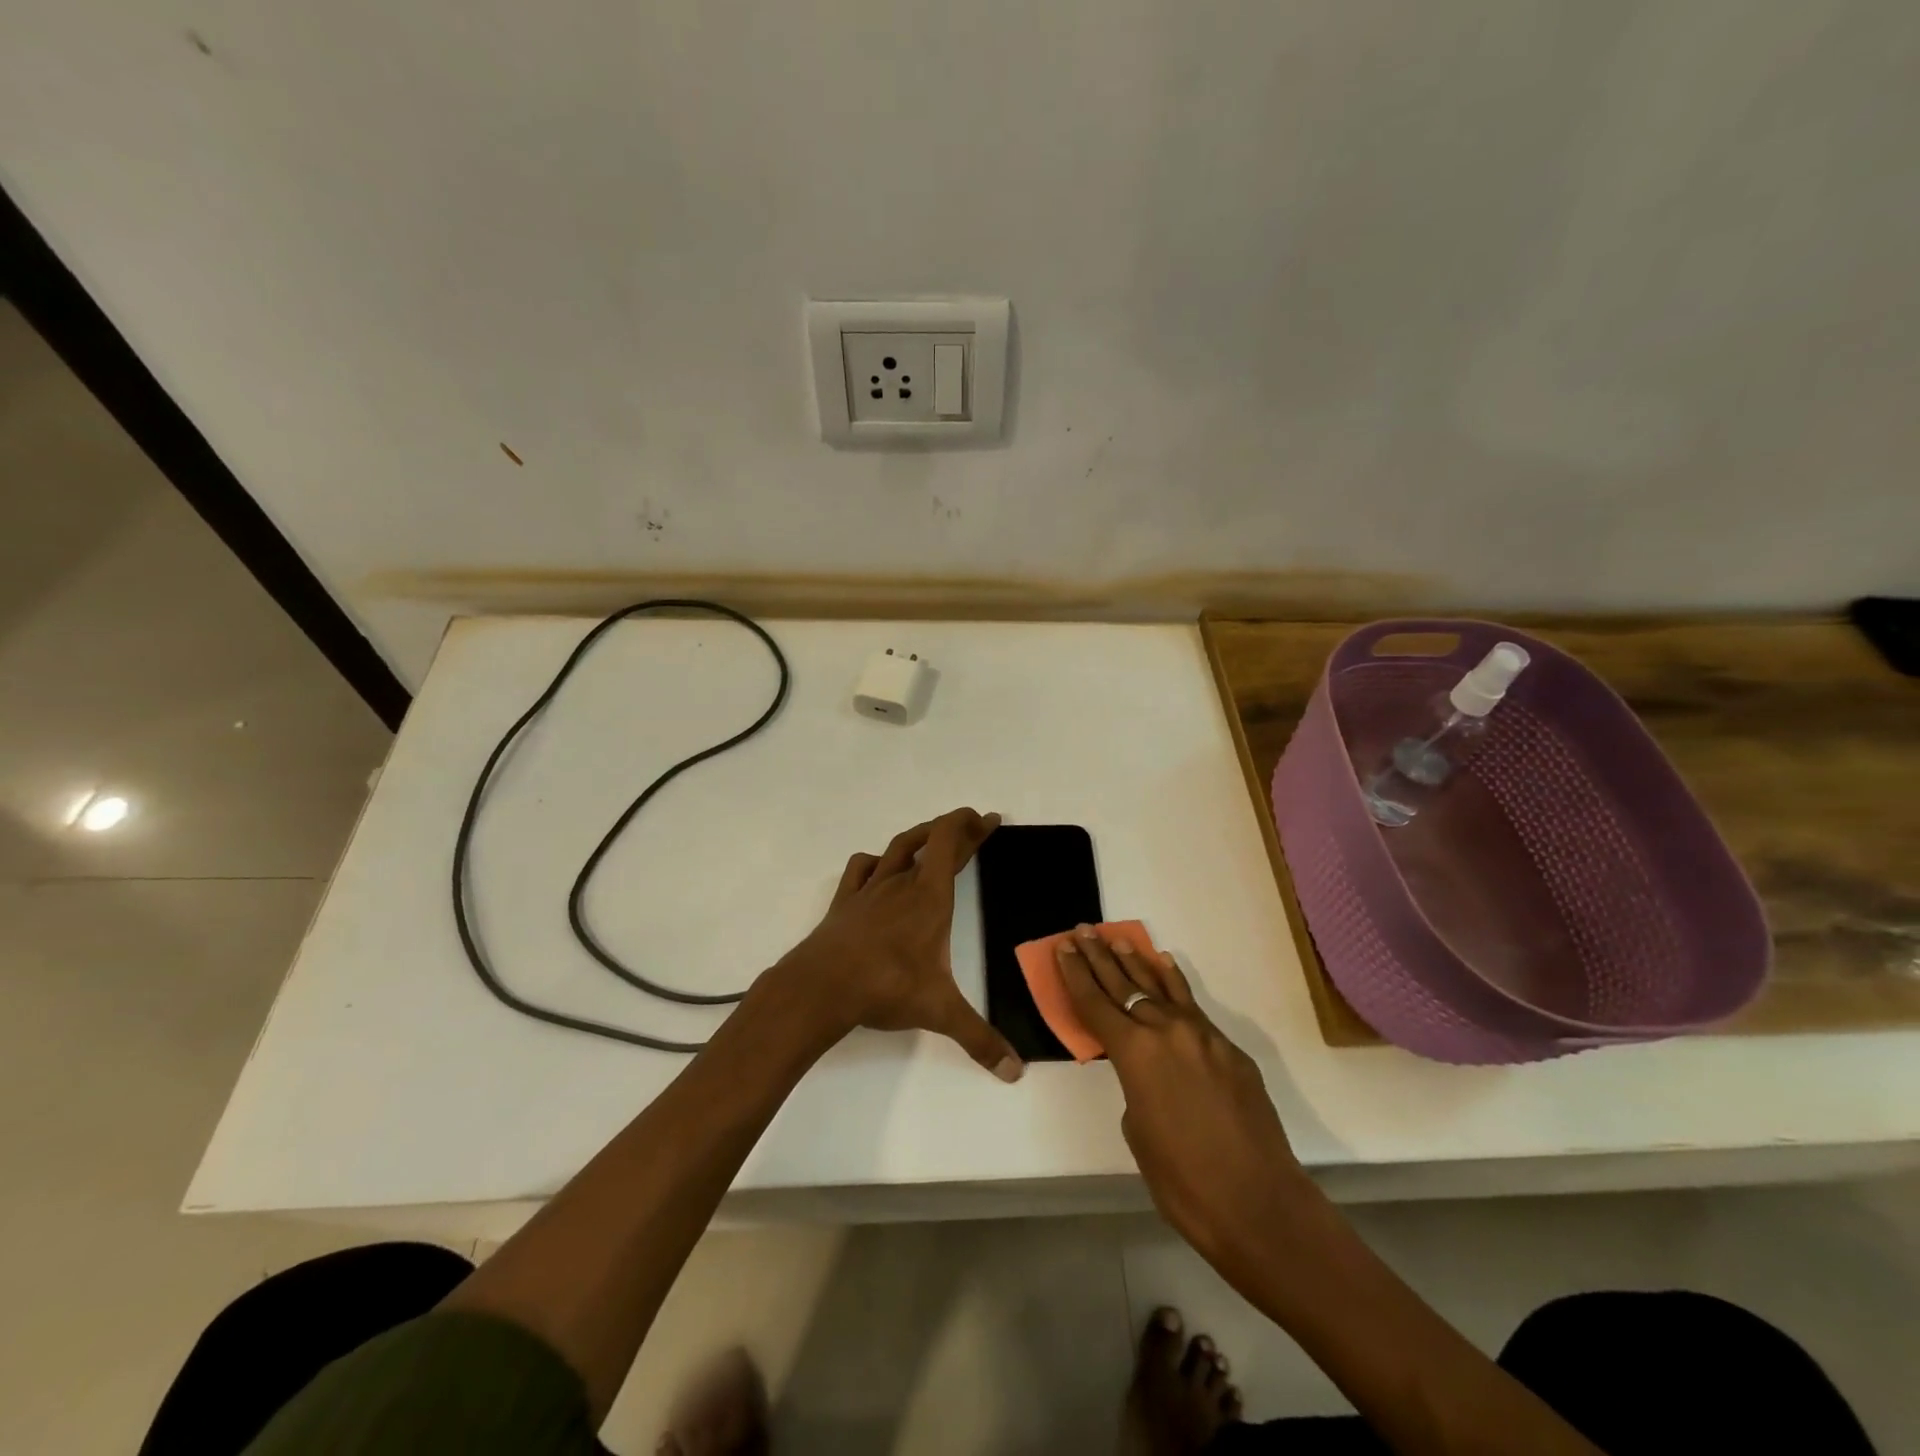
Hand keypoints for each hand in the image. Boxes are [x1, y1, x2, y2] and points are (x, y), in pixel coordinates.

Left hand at [773, 808, 1022, 1081]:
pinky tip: (881, 868)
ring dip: (919, 837)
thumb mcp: (940, 1012)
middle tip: (974, 826)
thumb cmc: (886, 987)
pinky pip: (862, 868)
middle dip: (956, 830)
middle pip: (930, 841)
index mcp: (928, 897)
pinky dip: (876, 861)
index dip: (970, 826)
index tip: (988, 819)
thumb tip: (1015, 1072)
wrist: (821, 986)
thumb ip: (979, 1039)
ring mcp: (869, 890)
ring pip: (897, 848)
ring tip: (933, 838)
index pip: (950, 843)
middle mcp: (901, 883)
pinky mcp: (845, 902)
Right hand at [1055, 927, 1311, 1264]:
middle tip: (1082, 932)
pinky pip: (1192, 1006)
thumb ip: (1134, 1085)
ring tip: (1117, 939)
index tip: (1063, 948)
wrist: (1258, 1204)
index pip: (1095, 1003)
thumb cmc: (1183, 1181)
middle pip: (1124, 985)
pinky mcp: (1229, 1049)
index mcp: (1135, 1053)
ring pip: (1160, 987)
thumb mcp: (1138, 1130)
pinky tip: (1165, 965)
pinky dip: (1174, 984)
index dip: (1075, 974)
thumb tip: (1147, 1070)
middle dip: (1099, 958)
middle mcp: (1166, 1031)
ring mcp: (1203, 1036)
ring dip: (1135, 962)